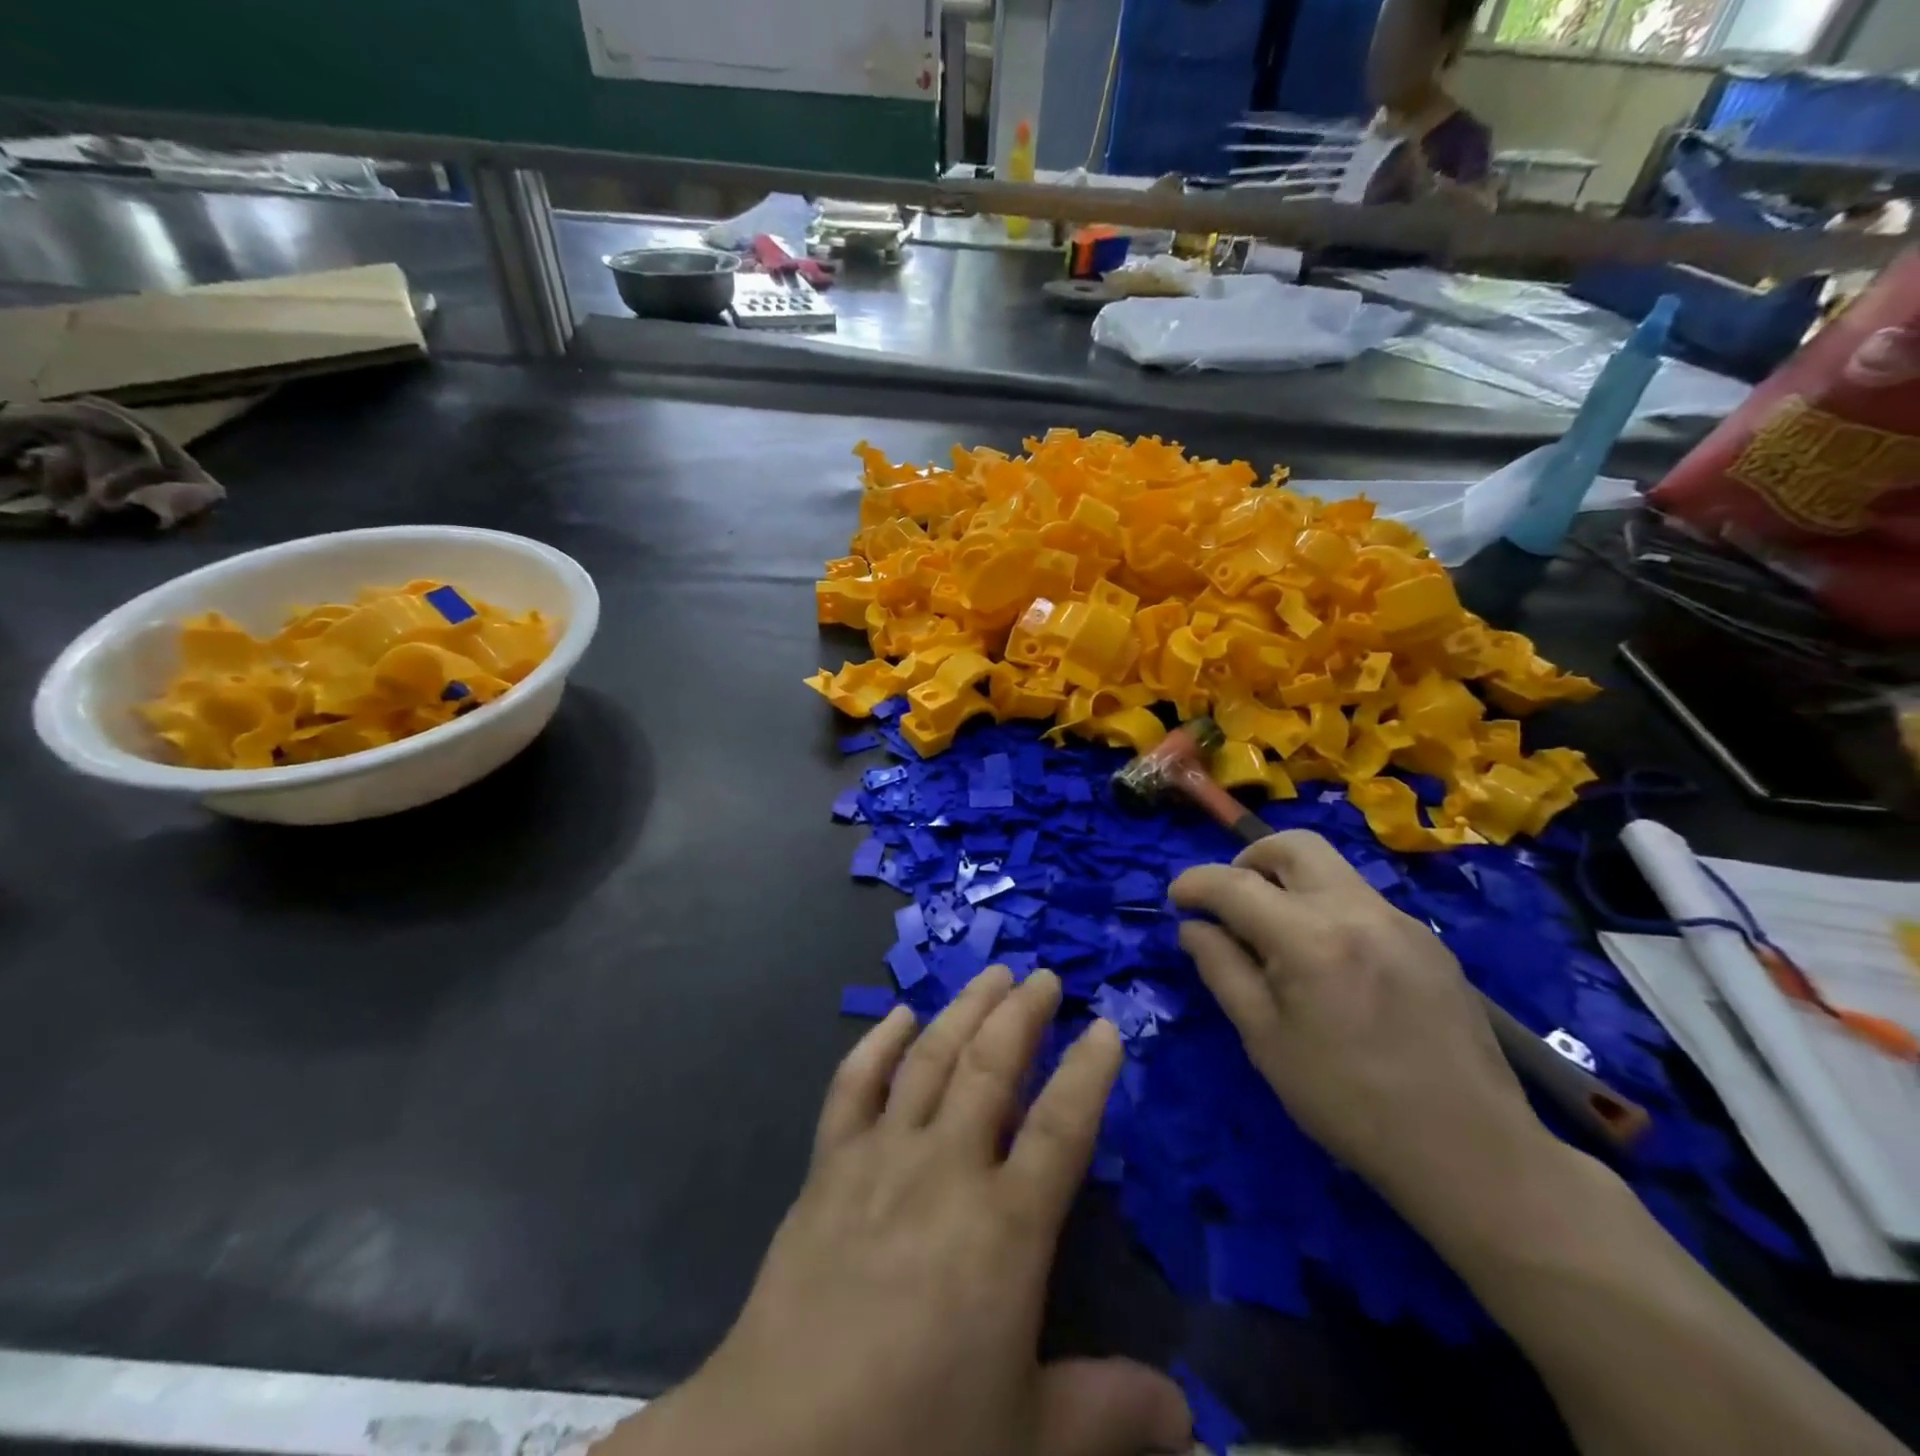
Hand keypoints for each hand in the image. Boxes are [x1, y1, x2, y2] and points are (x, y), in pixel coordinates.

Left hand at [609, 966, 1191, 1455]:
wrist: (778, 1448)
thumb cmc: (915, 1440)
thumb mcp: (1028, 1438)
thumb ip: (1107, 1413)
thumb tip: (1190, 1421)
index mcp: (1005, 1227)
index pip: (1062, 1126)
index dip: (1089, 1072)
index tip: (1106, 1025)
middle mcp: (947, 1168)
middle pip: (992, 1067)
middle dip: (1023, 1014)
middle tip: (1042, 976)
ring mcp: (881, 1156)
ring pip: (931, 1059)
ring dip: (964, 1009)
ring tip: (991, 975)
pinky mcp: (828, 1166)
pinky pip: (854, 1085)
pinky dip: (878, 1044)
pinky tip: (898, 1016)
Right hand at [1170, 832, 1549, 1215]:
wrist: (1473, 1151)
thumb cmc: (1349, 1103)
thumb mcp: (1265, 1040)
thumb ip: (1222, 970)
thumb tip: (1193, 927)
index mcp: (1309, 938)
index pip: (1234, 883)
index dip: (1195, 883)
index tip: (1176, 898)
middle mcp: (1357, 910)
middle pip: (1293, 845)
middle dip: (1249, 860)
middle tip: (1231, 901)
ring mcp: (1401, 921)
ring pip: (1331, 869)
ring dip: (1290, 883)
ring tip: (1276, 936)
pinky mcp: (1429, 941)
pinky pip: (1362, 901)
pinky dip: (1327, 910)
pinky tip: (1330, 965)